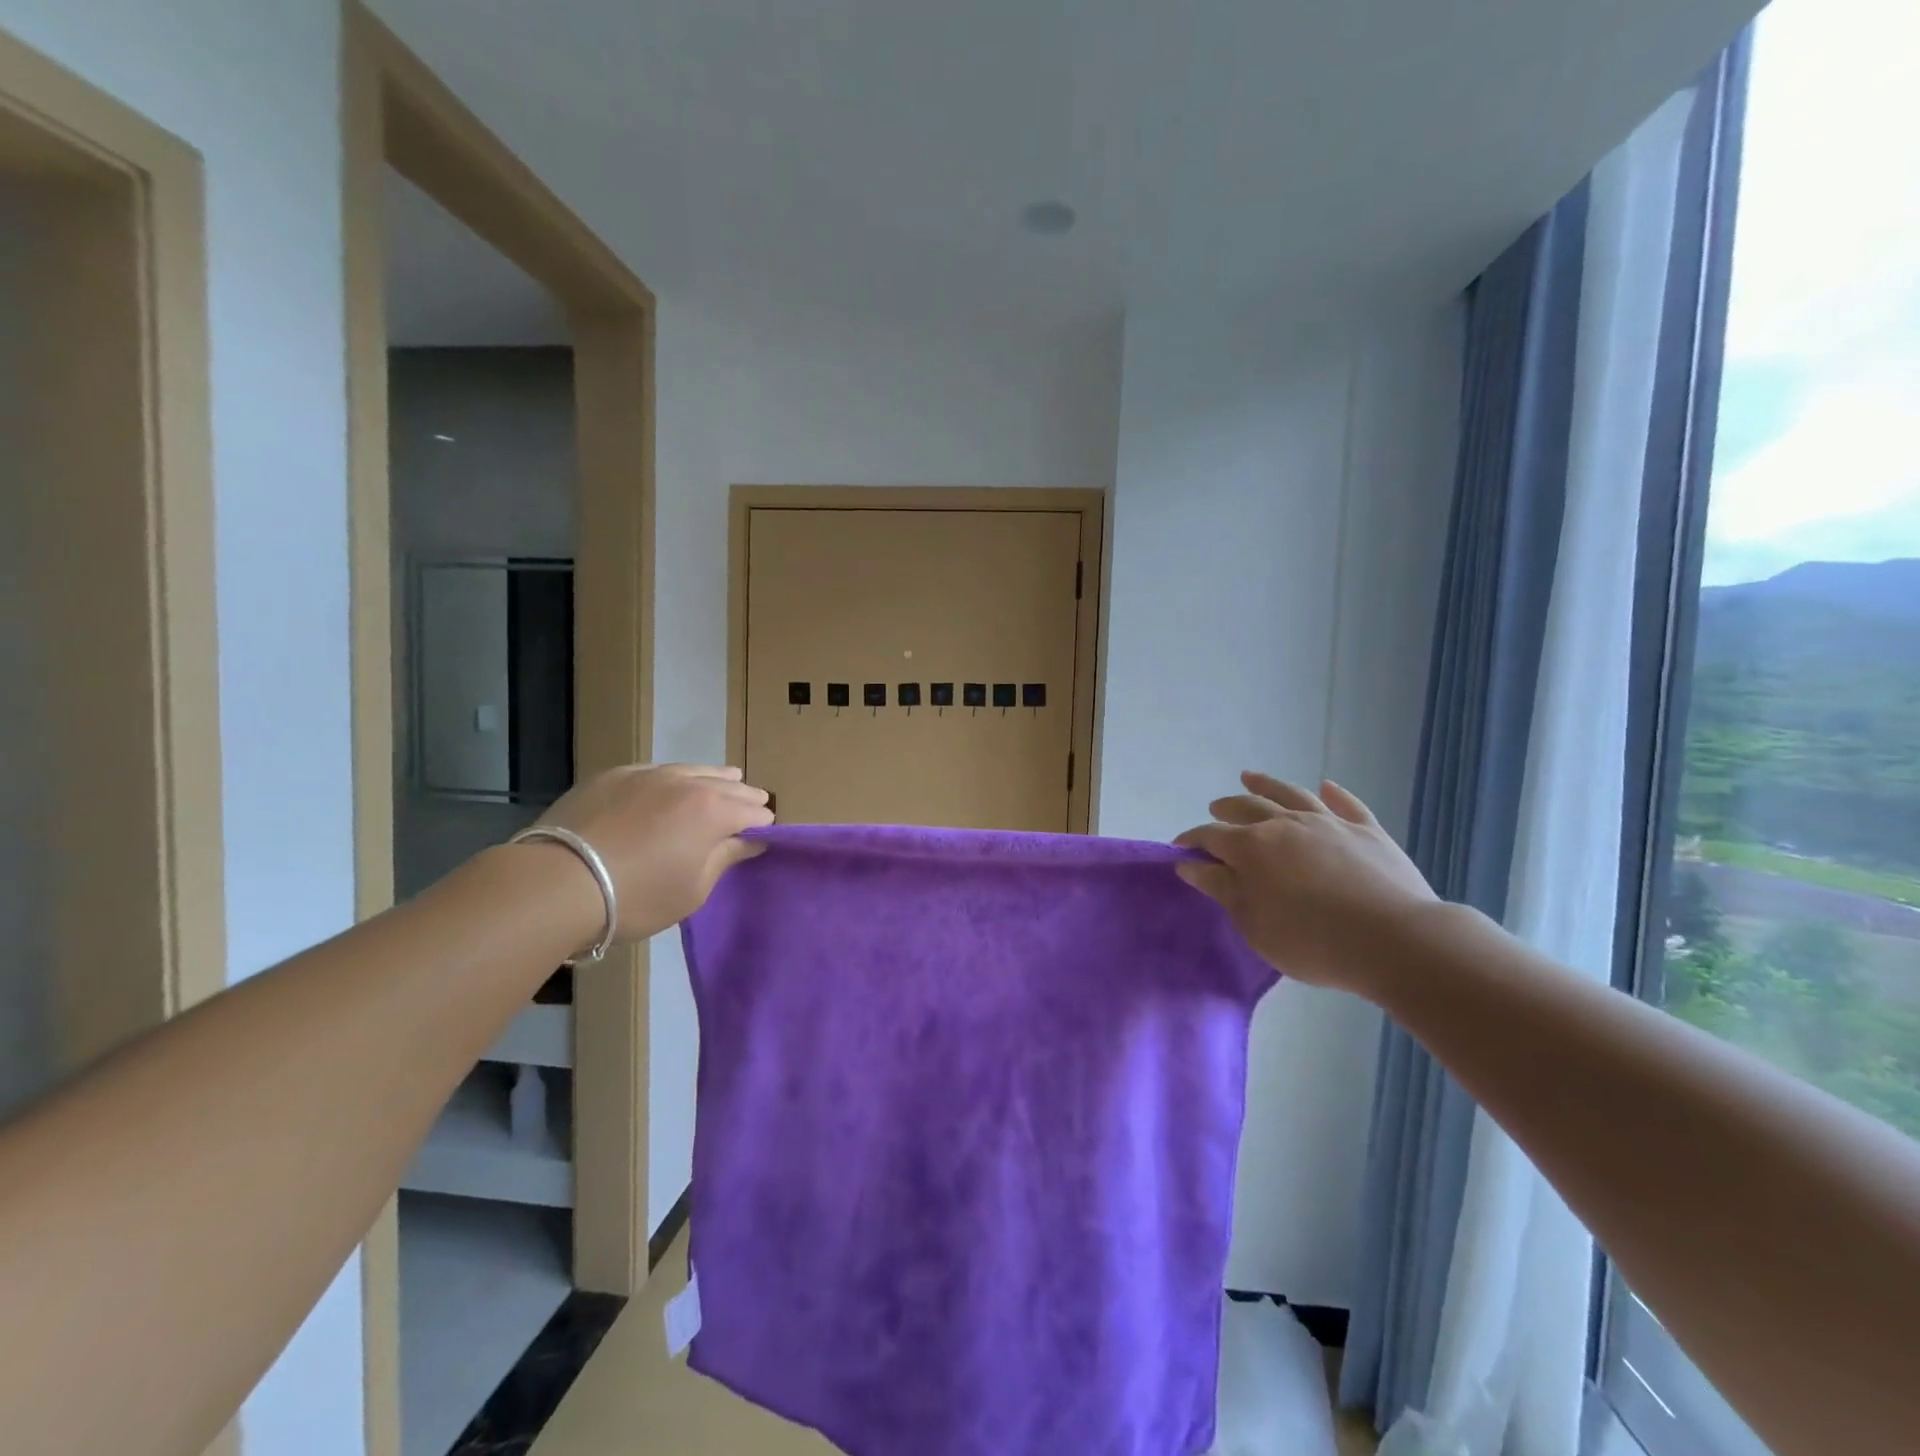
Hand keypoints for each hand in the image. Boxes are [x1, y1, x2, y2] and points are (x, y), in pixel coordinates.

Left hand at [534, 763, 773, 943]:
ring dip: (713, 779)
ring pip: (694, 769)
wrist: (558, 883)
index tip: (761, 836)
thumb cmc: (637, 896)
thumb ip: (725, 858)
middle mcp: (687, 782)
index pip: (754, 812)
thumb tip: (751, 840)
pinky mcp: (614, 775)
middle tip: (752, 808)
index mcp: (714, 811)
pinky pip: (657, 770)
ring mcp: (649, 773)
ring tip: (723, 783)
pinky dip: (673, 778)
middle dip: (743, 798)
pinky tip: (669, 787)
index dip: (762, 825)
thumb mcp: (693, 890)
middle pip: (729, 784)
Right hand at [1175, 773, 1436, 992]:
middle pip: (1247, 808)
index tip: (1180, 848)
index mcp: (1251, 848)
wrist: (1394, 940)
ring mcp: (1328, 822)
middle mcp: (1285, 824)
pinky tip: (1326, 786)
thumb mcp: (1254, 924)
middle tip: (1216, 809)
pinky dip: (1333, 793)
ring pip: (1290, 795)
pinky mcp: (1368, 830)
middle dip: (1226, 808)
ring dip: (1267, 784)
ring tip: (1250, 778)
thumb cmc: (1311, 941)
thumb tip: (1190, 865)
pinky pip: (1346, 804)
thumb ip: (1222, 890)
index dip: (1192, 840)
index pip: (1211, 836)